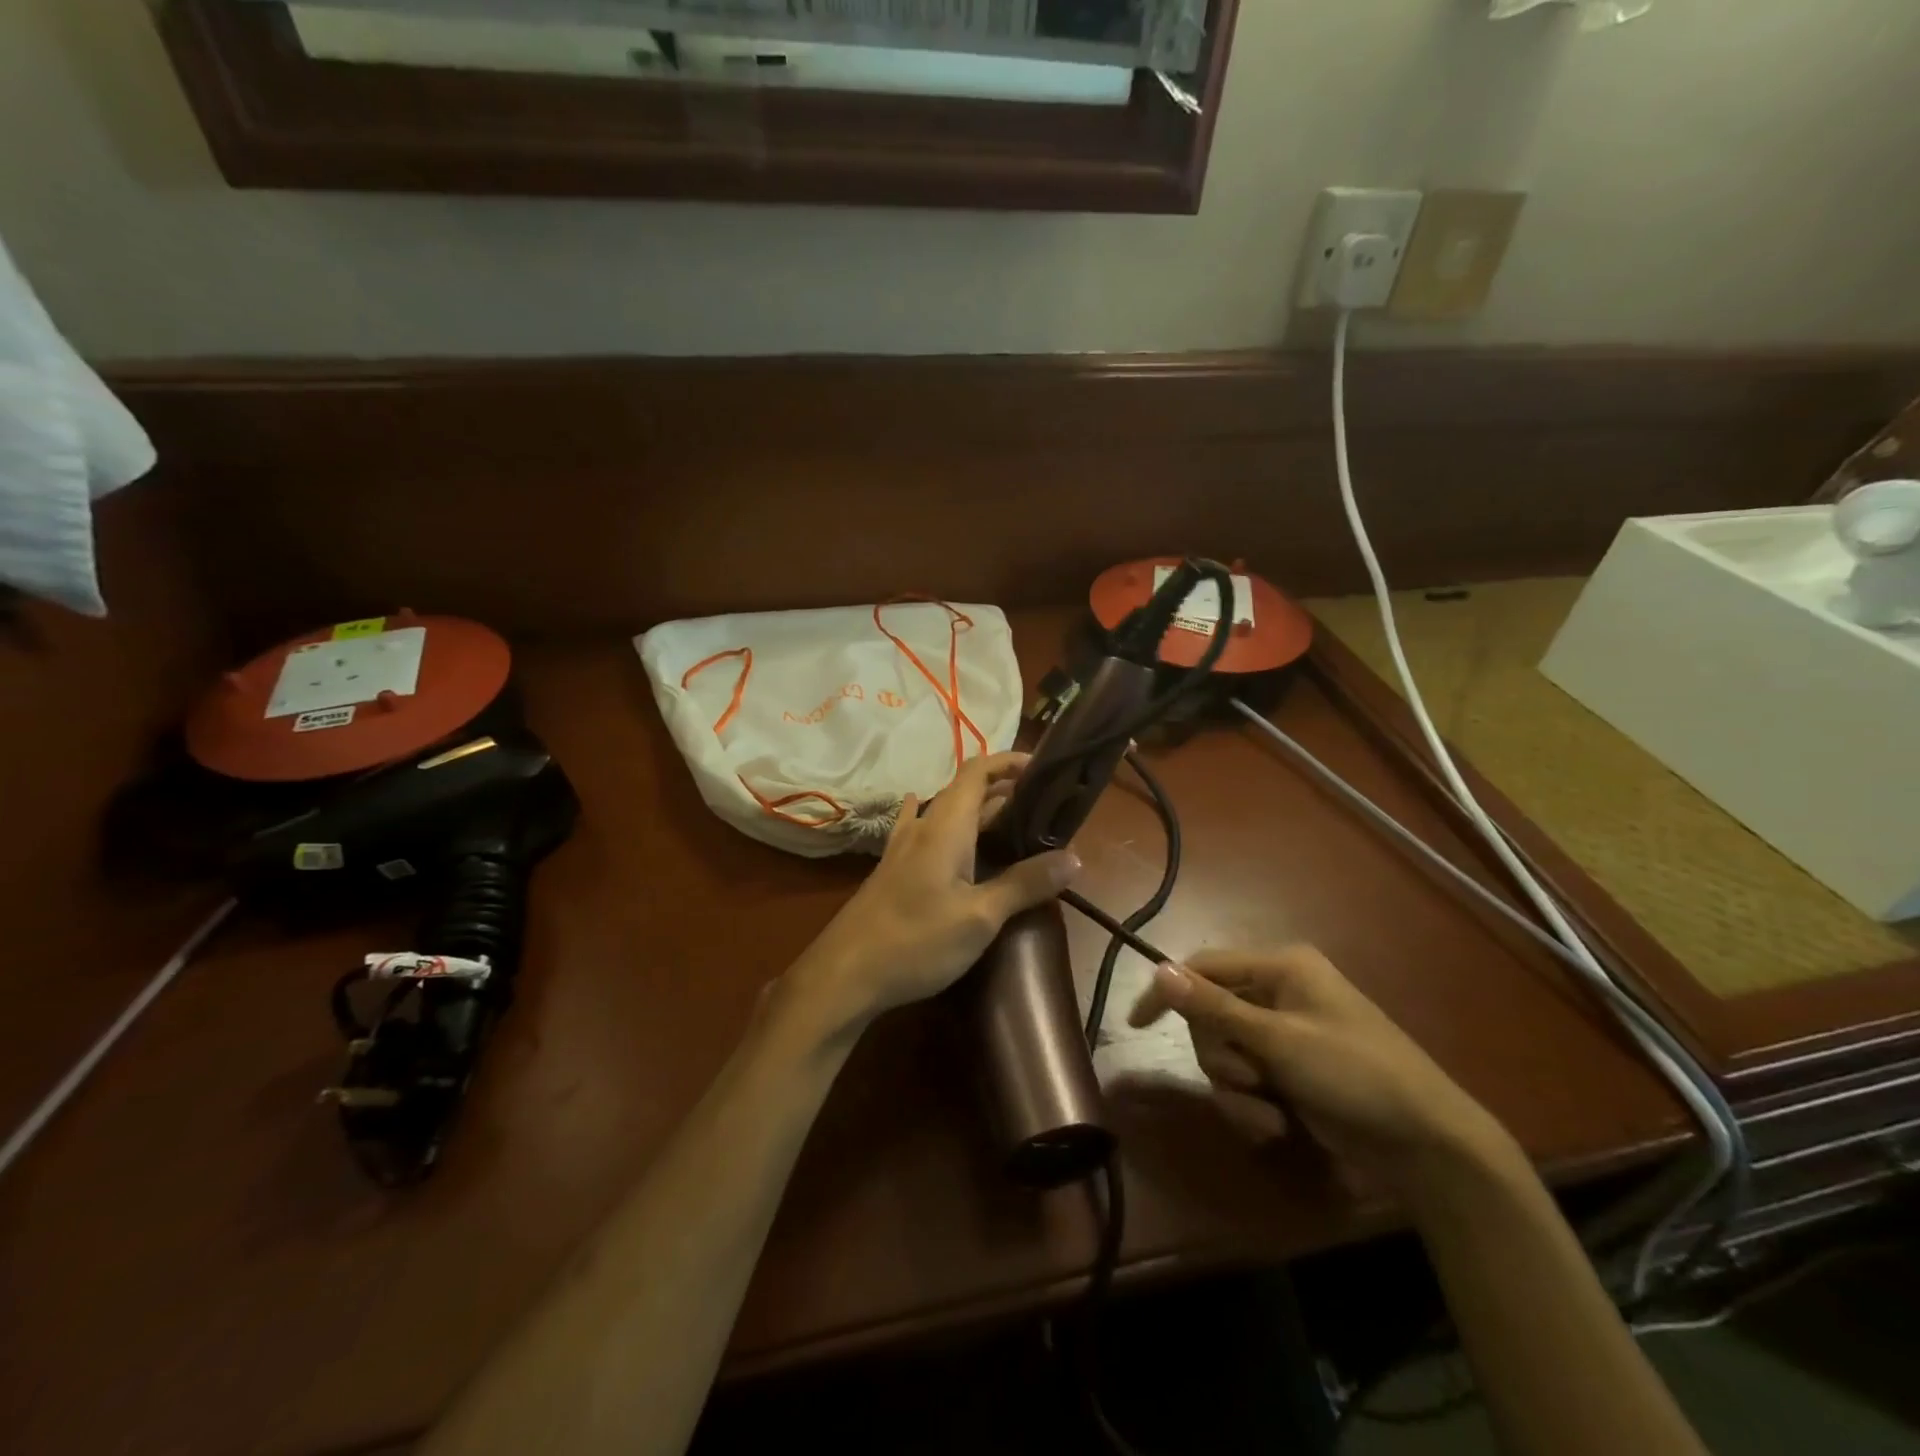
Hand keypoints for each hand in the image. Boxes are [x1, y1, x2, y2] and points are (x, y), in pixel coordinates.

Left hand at [783, 752, 1080, 1038]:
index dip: (1009, 762)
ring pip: (947, 814)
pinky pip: (926, 832)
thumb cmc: (916, 941)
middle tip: (1043, 808)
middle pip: (965, 791)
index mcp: (945, 827)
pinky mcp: (894, 871)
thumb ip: (1025, 884)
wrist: (845, 974)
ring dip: (979, 811)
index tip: (1043, 769)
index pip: (977, 771)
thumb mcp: (980, 917)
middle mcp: (923, 827)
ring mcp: (904, 849)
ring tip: (1013, 822)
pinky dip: (947, 825)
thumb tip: (1074, 858)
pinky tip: (938, 826)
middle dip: (1004, 791)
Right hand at [1127, 947, 1509, 1189]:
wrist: (1428, 1146)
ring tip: (1268, 1112)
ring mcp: (1284, 1034)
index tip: (1137, 1025)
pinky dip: (1252, 1105)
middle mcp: (1279, 993)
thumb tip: (1158, 970)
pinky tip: (1275, 1126)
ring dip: (1237, 1088)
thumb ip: (1214, 1007)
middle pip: (1210, 1014)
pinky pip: (1245, 1080)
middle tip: (1246, 1080)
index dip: (1169, 992)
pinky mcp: (1290, 1071)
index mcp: (1281, 967)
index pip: (1204, 965)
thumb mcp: (1279, 1041)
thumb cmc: (1356, 1075)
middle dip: (1220, 1055)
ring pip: (1224, 1052)